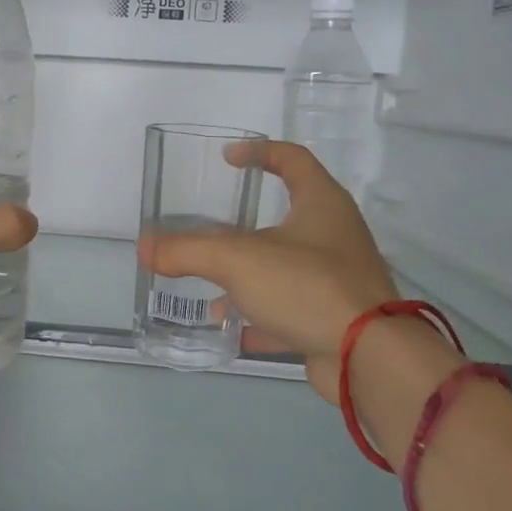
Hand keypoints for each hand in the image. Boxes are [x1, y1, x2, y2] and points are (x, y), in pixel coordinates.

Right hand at [138, 142, 394, 403]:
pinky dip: (258, 316)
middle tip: (207, 232)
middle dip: (242, 228)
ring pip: (283, 267)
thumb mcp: (237, 260)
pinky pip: (288, 309)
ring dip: (246, 276)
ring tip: (208, 289)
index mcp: (322, 203)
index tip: (227, 159)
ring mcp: (337, 279)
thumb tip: (144, 248)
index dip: (259, 152)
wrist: (367, 358)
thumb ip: (187, 251)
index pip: (292, 158)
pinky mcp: (333, 317)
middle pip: (285, 217)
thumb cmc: (307, 286)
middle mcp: (334, 235)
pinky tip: (228, 329)